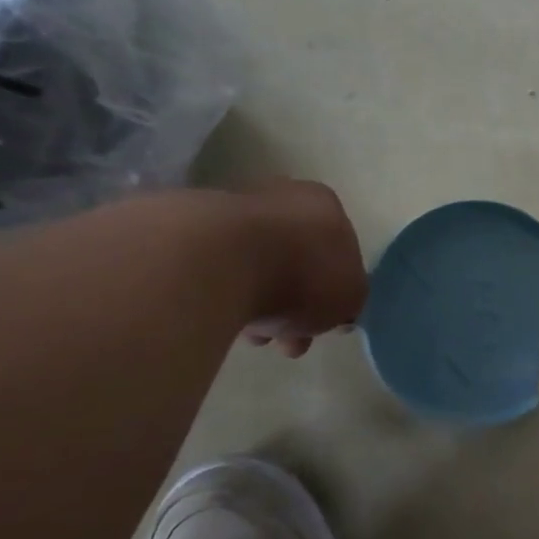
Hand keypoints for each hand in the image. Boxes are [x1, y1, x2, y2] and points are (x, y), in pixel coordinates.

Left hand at [234, 180, 368, 358]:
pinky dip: (225, 295)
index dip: (335, 289)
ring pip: (255, 267)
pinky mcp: (187, 231)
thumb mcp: (350, 296)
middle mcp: (280, 198)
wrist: (218, 261)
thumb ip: (350, 299)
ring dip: (259, 303)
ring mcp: (231, 210)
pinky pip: (218, 272)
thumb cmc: (303, 274)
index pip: (338, 248)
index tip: (324, 321)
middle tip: (289, 341)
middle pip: (295, 259)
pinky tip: (224, 319)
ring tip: (253, 338)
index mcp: (325, 205)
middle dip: (295, 304)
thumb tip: (339, 307)